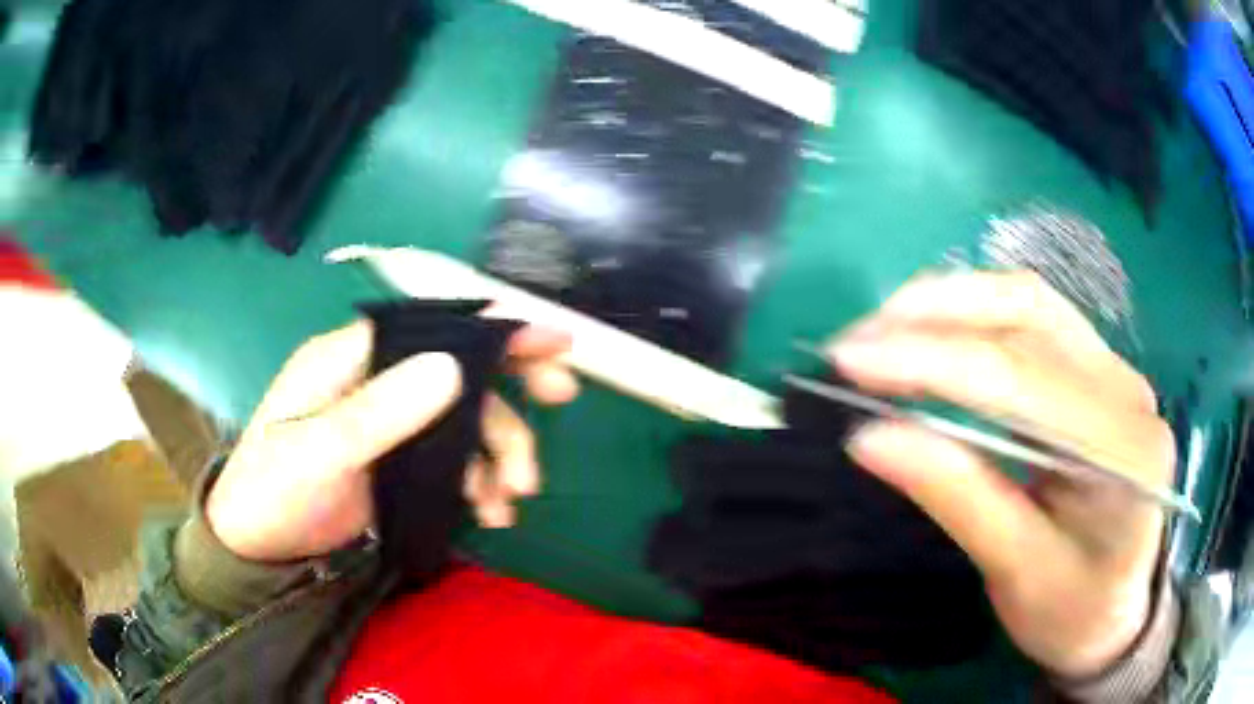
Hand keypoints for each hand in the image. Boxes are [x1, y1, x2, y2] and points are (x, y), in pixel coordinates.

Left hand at [206, 320, 578, 562]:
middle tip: (548, 428)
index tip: (555, 344)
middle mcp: (377, 382)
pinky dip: (478, 484)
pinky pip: (453, 463)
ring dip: (496, 460)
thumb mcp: (318, 452)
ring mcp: (390, 424)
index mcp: (353, 359)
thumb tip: (451, 367)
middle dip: (506, 410)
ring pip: (463, 426)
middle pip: (460, 379)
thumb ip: (378, 412)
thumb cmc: (273, 489)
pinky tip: (489, 514)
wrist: (257, 545)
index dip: (495, 333)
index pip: (433, 329)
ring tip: (508, 505)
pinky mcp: (397, 462)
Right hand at [828, 272, 1172, 678]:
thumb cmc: (1072, 611)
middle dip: (934, 314)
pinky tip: (933, 334)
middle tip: (854, 344)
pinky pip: (1033, 319)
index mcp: (1123, 452)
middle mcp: (1126, 388)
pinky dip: (973, 316)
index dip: (931, 362)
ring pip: (1028, 302)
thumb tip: (869, 438)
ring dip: (949, 303)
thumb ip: (958, 499)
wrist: (1116, 611)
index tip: (849, 363)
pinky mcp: (1097, 370)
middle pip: (1028, 314)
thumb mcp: (1016, 574)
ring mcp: (1115, 370)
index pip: (1021, 380)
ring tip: (881, 330)